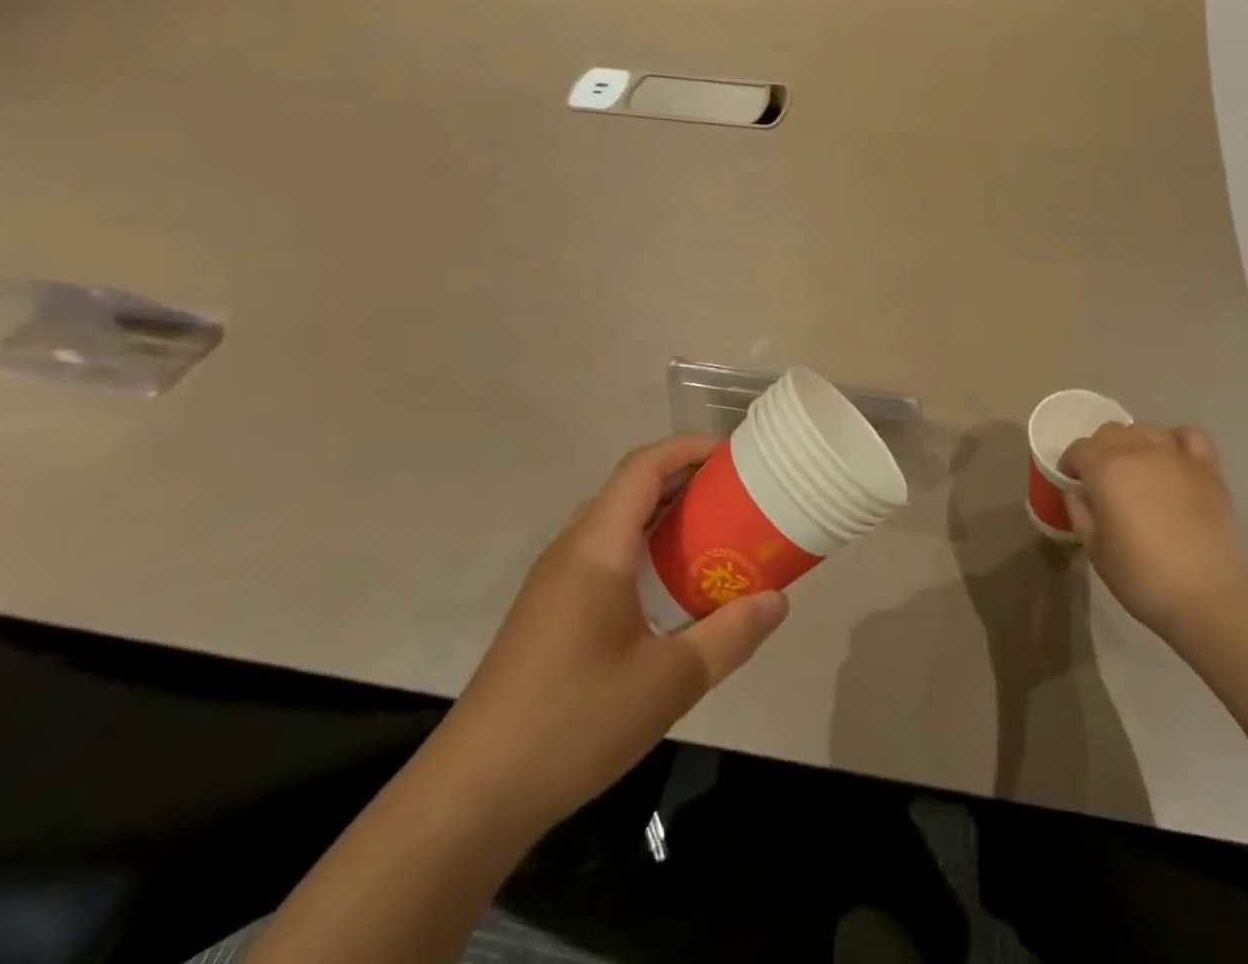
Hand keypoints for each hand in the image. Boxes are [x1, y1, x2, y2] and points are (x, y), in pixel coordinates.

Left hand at [428, 435, 787, 839]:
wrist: (469, 798)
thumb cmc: (573, 725)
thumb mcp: (669, 682)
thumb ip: (730, 635)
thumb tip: (778, 600)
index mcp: (597, 548)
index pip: (645, 467)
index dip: (690, 448)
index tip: (737, 457)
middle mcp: (572, 550)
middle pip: (632, 488)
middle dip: (687, 480)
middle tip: (739, 497)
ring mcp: (554, 582)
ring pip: (617, 522)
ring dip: (666, 516)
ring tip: (715, 535)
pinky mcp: (549, 611)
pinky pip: (605, 554)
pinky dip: (646, 549)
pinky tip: (671, 590)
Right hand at [1059, 422, 1247, 646]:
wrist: (1207, 594)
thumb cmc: (1142, 575)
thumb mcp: (1094, 549)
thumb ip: (1080, 512)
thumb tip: (1078, 492)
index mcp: (1106, 469)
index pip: (1078, 449)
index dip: (1071, 464)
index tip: (1073, 484)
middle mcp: (1139, 451)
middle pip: (1110, 432)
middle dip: (1099, 450)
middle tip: (1103, 480)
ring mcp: (1176, 455)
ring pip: (1146, 429)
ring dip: (1134, 443)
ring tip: (1137, 469)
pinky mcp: (1207, 467)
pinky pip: (1189, 435)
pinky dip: (1176, 440)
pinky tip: (1173, 459)